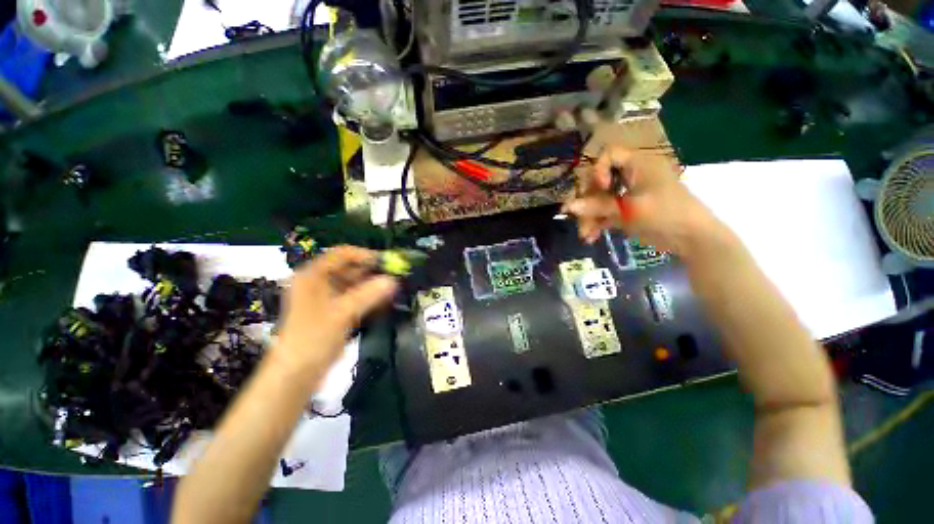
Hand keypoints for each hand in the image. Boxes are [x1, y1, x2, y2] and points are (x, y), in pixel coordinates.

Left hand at [271, 246, 397, 377]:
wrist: (297, 374)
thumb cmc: (313, 338)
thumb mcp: (342, 313)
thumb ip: (369, 294)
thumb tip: (393, 281)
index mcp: (313, 275)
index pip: (342, 254)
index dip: (365, 255)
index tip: (388, 262)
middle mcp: (319, 282)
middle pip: (350, 269)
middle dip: (372, 272)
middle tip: (395, 276)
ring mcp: (326, 297)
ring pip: (354, 284)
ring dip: (373, 285)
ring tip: (393, 288)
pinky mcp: (334, 311)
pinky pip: (355, 298)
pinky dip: (369, 298)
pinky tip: (384, 301)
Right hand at [562, 146, 720, 255]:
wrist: (692, 239)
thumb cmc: (666, 215)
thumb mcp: (630, 209)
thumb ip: (598, 206)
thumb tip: (567, 206)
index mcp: (638, 164)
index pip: (609, 155)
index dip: (598, 170)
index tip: (600, 188)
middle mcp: (630, 175)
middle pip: (598, 181)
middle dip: (587, 202)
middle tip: (580, 220)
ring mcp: (627, 194)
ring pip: (598, 199)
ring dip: (589, 217)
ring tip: (585, 235)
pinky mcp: (625, 210)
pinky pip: (604, 212)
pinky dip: (597, 223)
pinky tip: (591, 237)